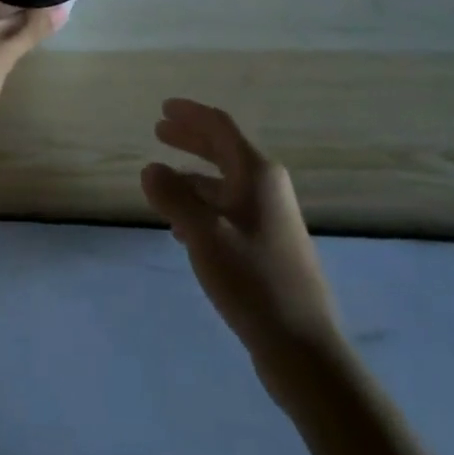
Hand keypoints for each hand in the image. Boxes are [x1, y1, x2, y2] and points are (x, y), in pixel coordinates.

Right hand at [142, 100, 345, 403]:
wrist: (302, 346)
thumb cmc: (252, 279)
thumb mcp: (203, 234)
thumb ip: (173, 197)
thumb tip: (150, 169)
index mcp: (257, 173)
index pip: (220, 127)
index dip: (191, 114)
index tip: (163, 108)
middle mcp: (267, 187)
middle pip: (223, 151)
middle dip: (190, 139)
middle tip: (159, 131)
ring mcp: (270, 217)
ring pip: (224, 183)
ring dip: (193, 177)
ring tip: (162, 184)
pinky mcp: (268, 246)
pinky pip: (228, 210)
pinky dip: (203, 207)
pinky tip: (181, 227)